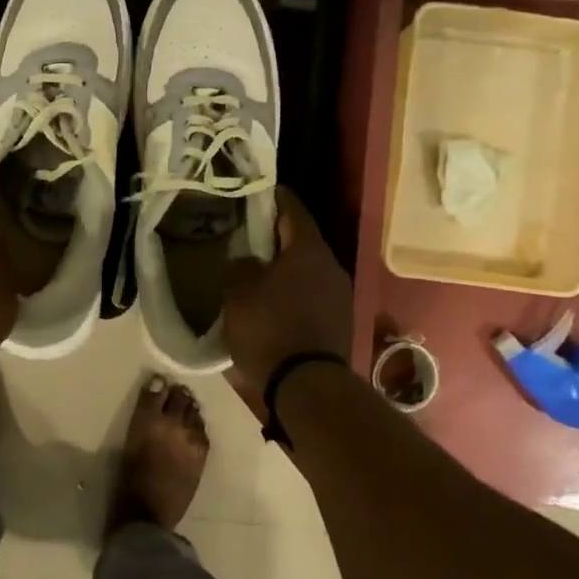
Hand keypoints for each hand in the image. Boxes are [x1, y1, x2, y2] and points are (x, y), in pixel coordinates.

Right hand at [222, 187, 353, 389]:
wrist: (307, 386)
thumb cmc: (269, 328)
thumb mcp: (237, 292)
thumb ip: (239, 266)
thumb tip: (247, 261)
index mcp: (308, 250)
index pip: (293, 210)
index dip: (275, 198)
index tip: (259, 191)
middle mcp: (331, 266)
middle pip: (302, 241)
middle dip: (277, 236)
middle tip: (250, 235)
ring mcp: (340, 296)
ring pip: (308, 270)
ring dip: (286, 268)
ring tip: (259, 272)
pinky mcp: (339, 322)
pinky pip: (313, 295)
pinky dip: (294, 292)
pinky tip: (274, 304)